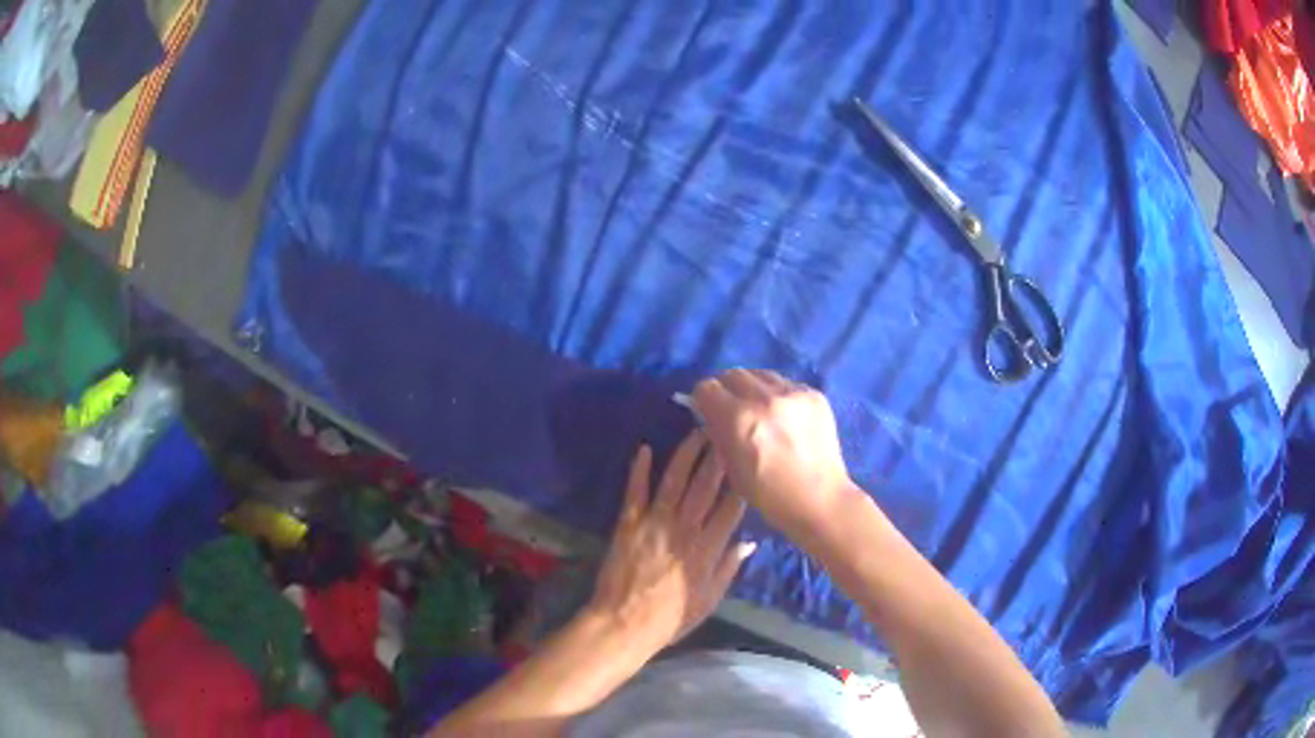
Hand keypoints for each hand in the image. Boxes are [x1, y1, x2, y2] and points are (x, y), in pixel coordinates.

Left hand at [585, 430, 755, 653]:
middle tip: (728, 429)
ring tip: (697, 430)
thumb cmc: (671, 618)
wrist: (624, 625)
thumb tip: (750, 541)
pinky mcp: (628, 524)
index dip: (742, 481)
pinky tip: (644, 448)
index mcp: (707, 549)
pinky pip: (635, 492)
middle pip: (706, 485)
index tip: (751, 458)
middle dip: (718, 455)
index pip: (731, 507)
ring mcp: (654, 523)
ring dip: (686, 454)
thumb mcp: (710, 600)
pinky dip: (639, 469)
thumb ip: (729, 568)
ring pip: (674, 480)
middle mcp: (685, 529)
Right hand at [693, 368, 856, 538]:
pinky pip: (786, 383)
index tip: (707, 410)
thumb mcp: (731, 468)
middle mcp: (765, 398)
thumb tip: (711, 413)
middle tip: (732, 409)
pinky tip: (784, 416)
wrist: (819, 499)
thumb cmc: (769, 494)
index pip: (707, 388)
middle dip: (726, 390)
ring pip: (760, 374)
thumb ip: (718, 434)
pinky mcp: (814, 395)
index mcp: (739, 419)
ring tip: (760, 409)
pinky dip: (778, 394)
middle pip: (733, 374)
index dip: (703, 400)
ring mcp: (793, 393)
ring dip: (753, 388)